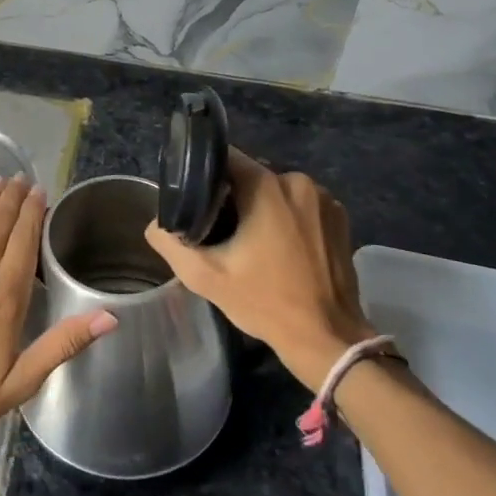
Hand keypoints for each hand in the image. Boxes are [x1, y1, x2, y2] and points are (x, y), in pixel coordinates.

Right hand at [143, 149, 374, 391]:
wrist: (327, 338)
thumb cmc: (266, 302)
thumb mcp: (206, 277)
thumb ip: (171, 243)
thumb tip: (155, 224)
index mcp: (266, 186)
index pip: (226, 157)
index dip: (205, 171)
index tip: (194, 194)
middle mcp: (297, 182)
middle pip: (253, 173)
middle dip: (234, 193)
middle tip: (218, 225)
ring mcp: (324, 198)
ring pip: (277, 189)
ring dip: (262, 205)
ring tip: (249, 238)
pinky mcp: (340, 217)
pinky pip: (301, 204)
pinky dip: (288, 216)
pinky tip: (279, 245)